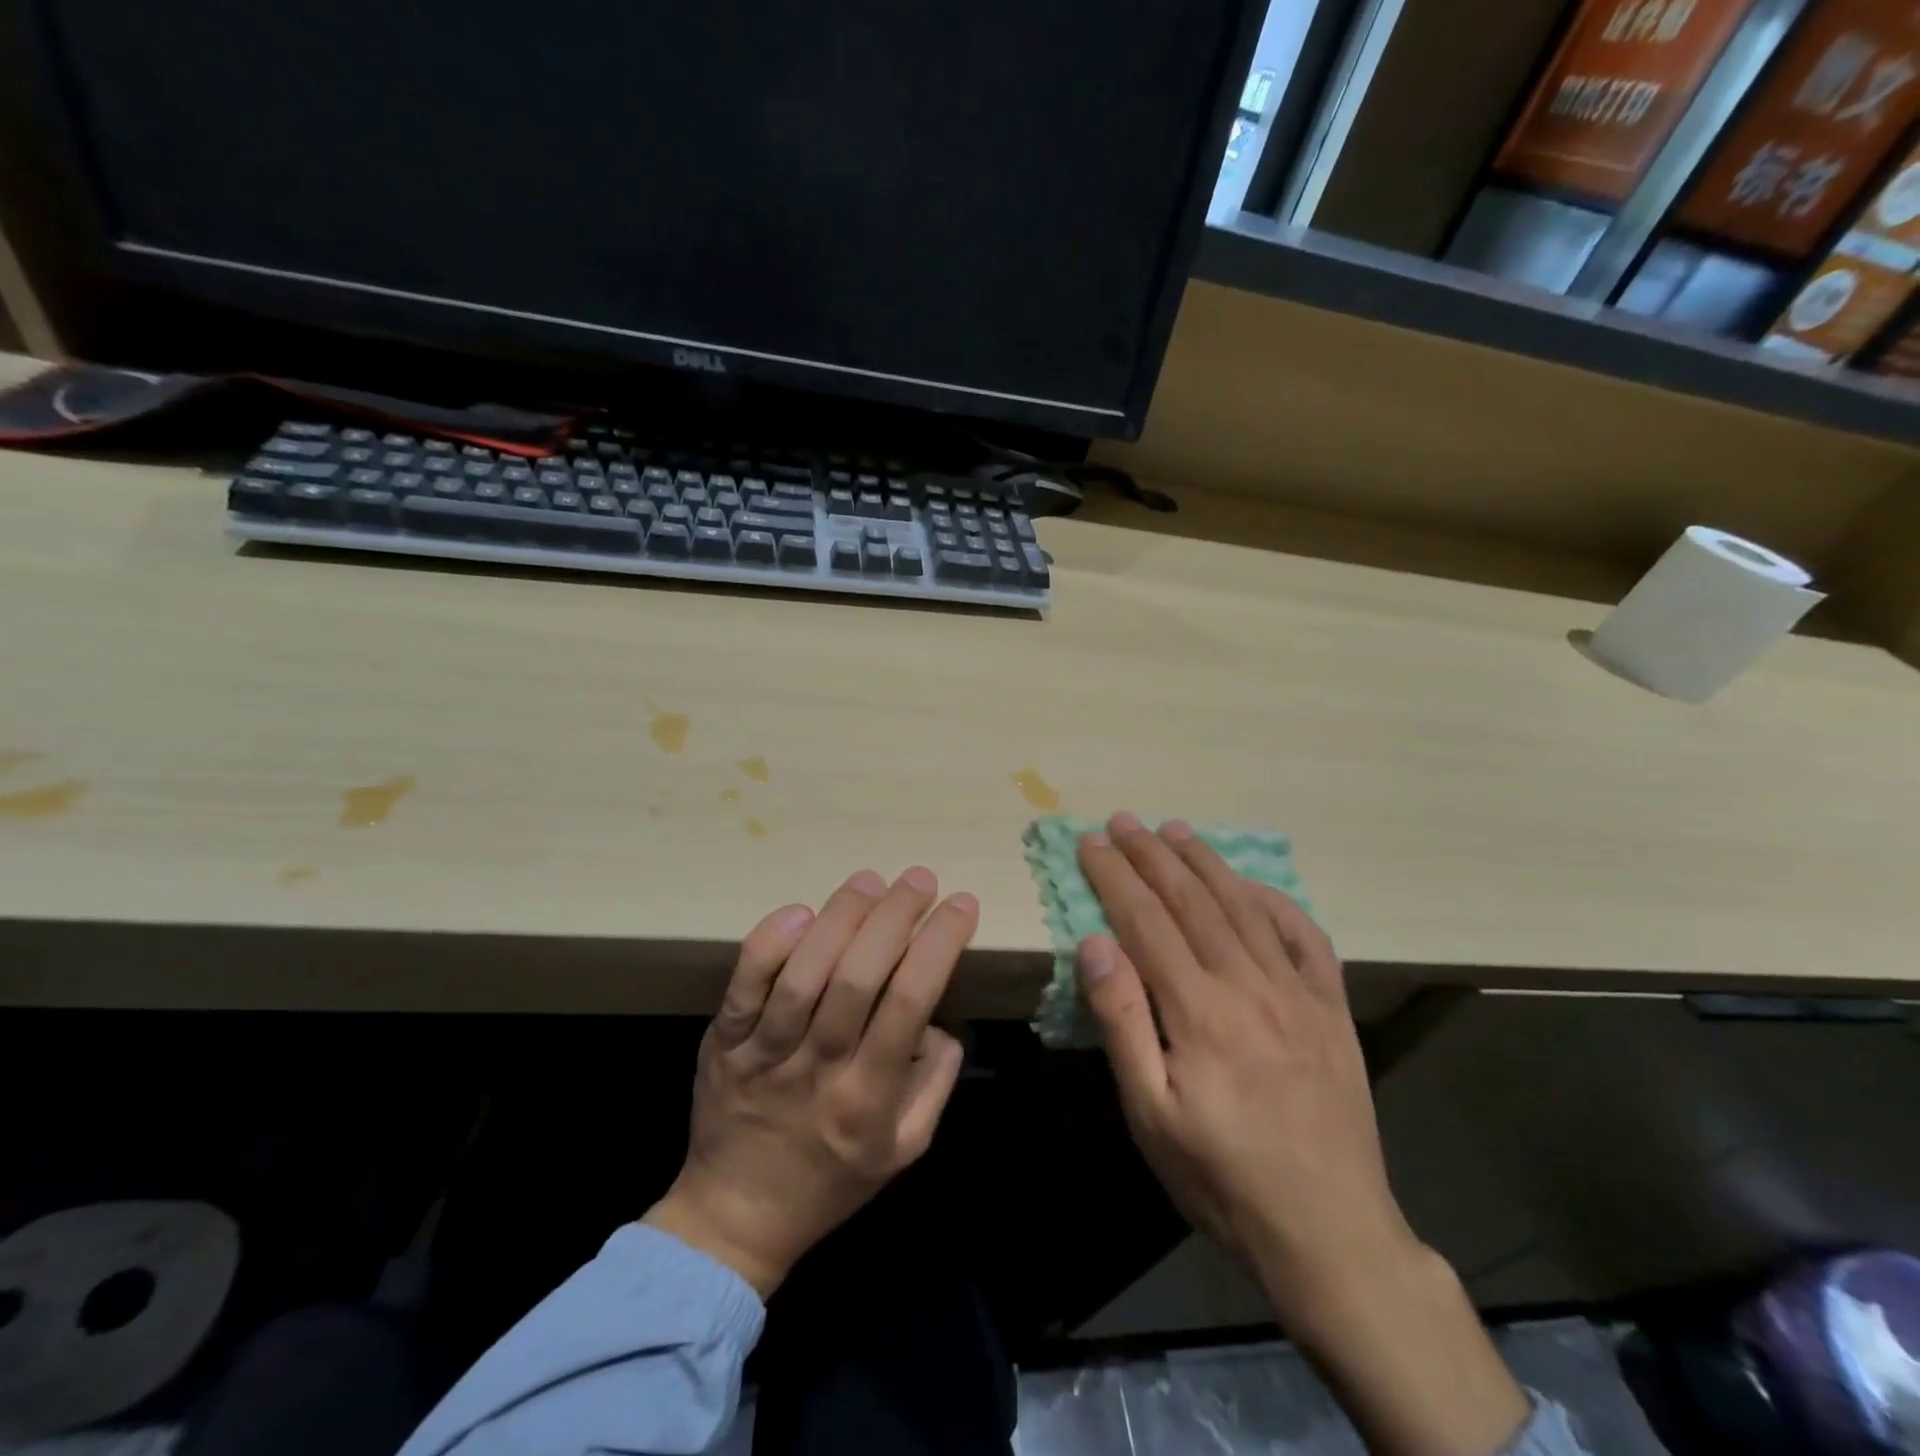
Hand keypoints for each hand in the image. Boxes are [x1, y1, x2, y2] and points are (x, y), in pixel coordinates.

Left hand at [645, 868, 976, 1296]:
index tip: (962, 905)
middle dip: (894, 918)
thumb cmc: (832, 1181)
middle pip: (858, 980)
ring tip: (870, 881)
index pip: (909, 1004)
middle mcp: (818, 1069)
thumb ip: (934, 1082)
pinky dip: (768, 945)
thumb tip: (937, 1018)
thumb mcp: (905, 1149)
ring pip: (803, 976)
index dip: (938, 946)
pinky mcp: (722, 1042)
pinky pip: (743, 987)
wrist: (734, 1217)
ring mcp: (764, 1054)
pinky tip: (798, 912)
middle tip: (920, 878)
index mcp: (867, 1099)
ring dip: (840, 919)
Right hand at [1076, 814, 1528, 1455]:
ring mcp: (1297, 992)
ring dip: (1205, 862)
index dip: (1114, 876)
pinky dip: (1276, 900)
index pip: (1146, 920)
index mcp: (1198, 1009)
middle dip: (1151, 855)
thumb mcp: (1150, 1114)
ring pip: (1243, 907)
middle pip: (1191, 901)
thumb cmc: (1221, 1177)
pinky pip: (1305, 937)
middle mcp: (1248, 984)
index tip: (1090, 842)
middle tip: (1124, 820)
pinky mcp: (1331, 1008)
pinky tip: (1254, 883)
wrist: (1331, 1233)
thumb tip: (1095, 943)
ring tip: (1176, 830)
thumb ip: (1122, 1022)